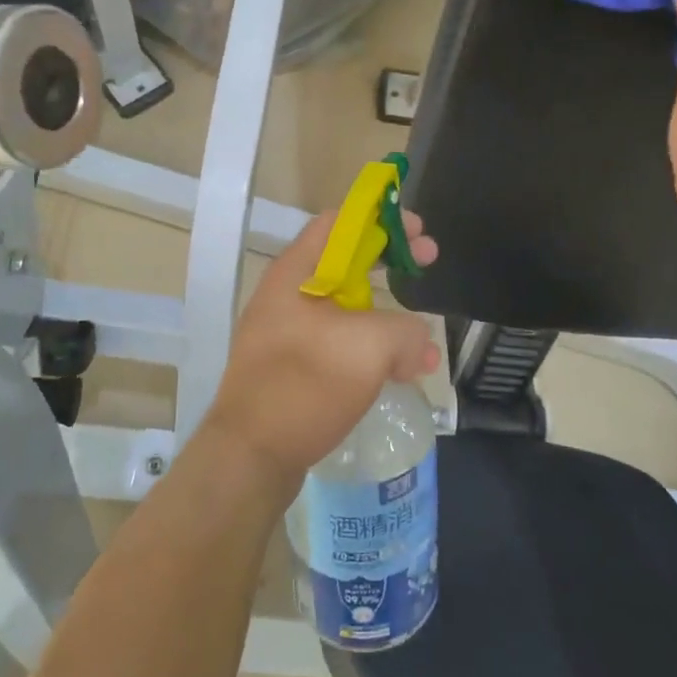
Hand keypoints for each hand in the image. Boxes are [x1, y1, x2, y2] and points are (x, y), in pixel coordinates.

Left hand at [202, 210, 440, 482]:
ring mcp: (288, 333)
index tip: (417, 231)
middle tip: (427, 264)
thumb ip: (406, 331)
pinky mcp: (294, 367)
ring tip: (424, 344)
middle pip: (346, 262)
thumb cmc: (304, 385)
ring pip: (348, 308)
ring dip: (389, 317)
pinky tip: (402, 374)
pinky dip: (373, 349)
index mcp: (295, 273)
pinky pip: (340, 344)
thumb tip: (419, 343)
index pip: (340, 222)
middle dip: (391, 262)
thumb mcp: (369, 347)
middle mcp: (288, 295)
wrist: (249, 458)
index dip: (381, 218)